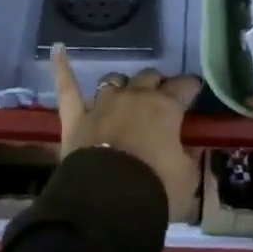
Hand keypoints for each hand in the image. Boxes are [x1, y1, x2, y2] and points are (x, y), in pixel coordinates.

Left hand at [51, 44, 202, 219]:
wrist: (108, 201)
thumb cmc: (155, 188)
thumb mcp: (187, 179)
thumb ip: (189, 157)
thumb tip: (191, 148)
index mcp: (166, 107)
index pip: (184, 86)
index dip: (191, 87)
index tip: (195, 90)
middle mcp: (135, 96)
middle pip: (149, 77)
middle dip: (157, 83)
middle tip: (162, 96)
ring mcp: (103, 104)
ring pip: (114, 80)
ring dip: (123, 85)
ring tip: (126, 92)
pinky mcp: (76, 117)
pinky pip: (68, 87)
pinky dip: (62, 67)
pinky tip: (57, 49)